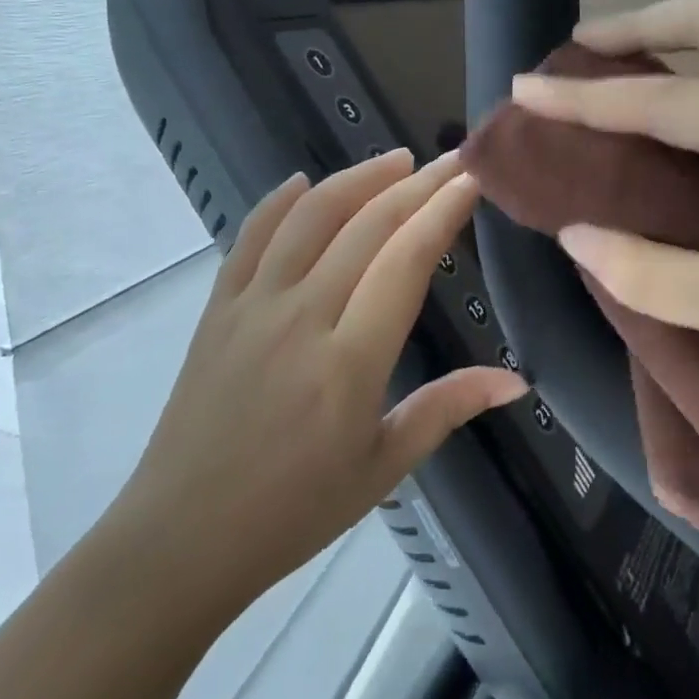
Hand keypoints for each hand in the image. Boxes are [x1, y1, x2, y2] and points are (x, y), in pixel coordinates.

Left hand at [108, 149, 525, 614]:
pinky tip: (304, 181)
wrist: (182, 537)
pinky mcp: (217, 308)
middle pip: (366, 227)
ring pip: (309, 218)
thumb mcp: (382, 468)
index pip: (405, 261)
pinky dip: (279, 202)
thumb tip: (515, 382)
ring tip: (395, 161)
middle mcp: (301, 317)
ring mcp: (252, 306)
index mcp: (349, 362)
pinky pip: (250, 237)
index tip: (472, 181)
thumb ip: (446, 409)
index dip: (442, 212)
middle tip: (452, 161)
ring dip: (356, 180)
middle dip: (416, 185)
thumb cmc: (293, 512)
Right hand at [512, 0, 698, 419]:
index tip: (526, 87)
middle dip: (642, 23)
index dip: (587, 96)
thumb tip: (575, 234)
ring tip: (613, 72)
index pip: (666, 101)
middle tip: (583, 50)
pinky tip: (668, 117)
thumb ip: (648, 273)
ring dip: (670, 42)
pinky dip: (695, 78)